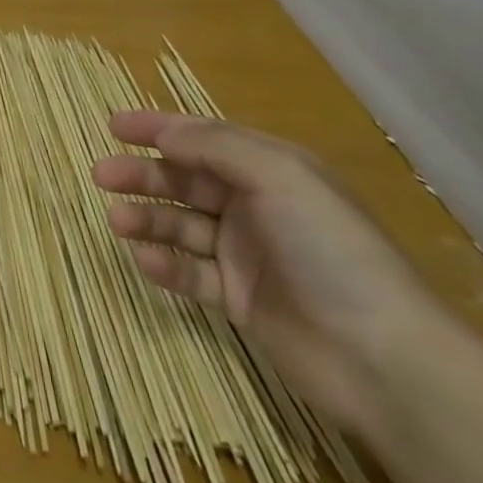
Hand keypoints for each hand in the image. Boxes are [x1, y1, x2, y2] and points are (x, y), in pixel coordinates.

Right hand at [95, 110, 450, 436]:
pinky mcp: (238, 299)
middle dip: (143, 175)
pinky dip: (165, 264)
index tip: (113, 125)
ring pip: (181, 225)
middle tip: (101, 175)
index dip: (159, 128)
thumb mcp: (279, 177)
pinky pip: (189, 273)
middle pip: (186, 181)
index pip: (205, 139)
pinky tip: (145, 260)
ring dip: (148, 219)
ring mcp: (246, 254)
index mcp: (273, 171)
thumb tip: (165, 133)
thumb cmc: (331, 250)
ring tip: (116, 222)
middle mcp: (257, 206)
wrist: (381, 357)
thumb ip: (216, 148)